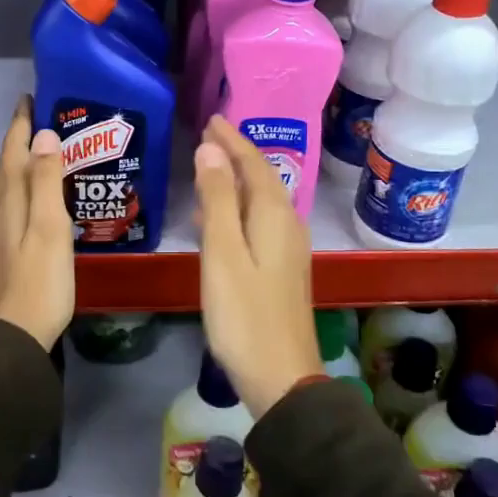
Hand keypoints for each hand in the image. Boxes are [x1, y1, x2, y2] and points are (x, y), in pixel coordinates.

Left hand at [0, 97, 74, 349]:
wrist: (13, 337)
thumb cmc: (39, 282)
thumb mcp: (49, 228)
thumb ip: (45, 181)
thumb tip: (44, 135)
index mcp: (10, 201)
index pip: (13, 151)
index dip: (21, 124)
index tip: (31, 97)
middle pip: (6, 165)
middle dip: (19, 138)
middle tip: (40, 116)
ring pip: (7, 185)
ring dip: (20, 161)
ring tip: (42, 149)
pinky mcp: (4, 250)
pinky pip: (12, 203)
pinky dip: (23, 186)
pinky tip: (36, 196)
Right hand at [192, 116, 320, 417]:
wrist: (281, 377)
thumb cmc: (244, 314)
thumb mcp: (223, 253)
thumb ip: (217, 200)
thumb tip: (211, 149)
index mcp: (274, 217)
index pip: (254, 164)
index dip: (233, 140)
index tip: (212, 120)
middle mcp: (288, 226)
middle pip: (262, 179)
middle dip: (237, 154)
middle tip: (210, 134)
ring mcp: (288, 249)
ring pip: (262, 201)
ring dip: (237, 179)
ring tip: (211, 165)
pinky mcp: (281, 269)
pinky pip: (260, 221)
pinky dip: (239, 207)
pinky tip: (220, 217)